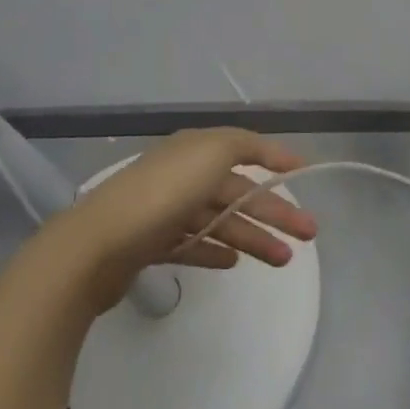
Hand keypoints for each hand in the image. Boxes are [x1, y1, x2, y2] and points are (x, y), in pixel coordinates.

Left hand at [43, 128, 317, 312]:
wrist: (99, 243)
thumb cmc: (165, 191)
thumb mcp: (213, 150)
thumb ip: (246, 145)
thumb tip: (267, 152)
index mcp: (197, 149)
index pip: (246, 149)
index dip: (276, 158)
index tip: (305, 172)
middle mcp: (184, 175)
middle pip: (239, 192)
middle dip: (276, 211)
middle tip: (310, 233)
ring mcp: (167, 211)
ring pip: (221, 222)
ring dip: (254, 237)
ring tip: (283, 259)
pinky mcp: (152, 245)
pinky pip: (193, 245)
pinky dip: (215, 251)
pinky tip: (234, 263)